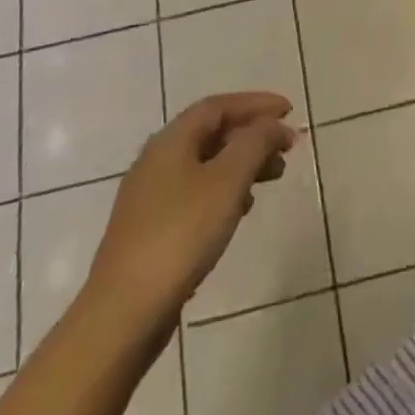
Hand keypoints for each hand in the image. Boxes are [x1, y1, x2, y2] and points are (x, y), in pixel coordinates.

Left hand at [86, 92, 296, 314]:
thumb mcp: (227, 181)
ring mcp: (151, 197)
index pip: (218, 106)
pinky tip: (241, 210)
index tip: (289, 111)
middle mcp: (156, 161)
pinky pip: (197, 193)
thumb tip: (274, 124)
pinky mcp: (152, 229)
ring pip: (205, 164)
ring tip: (273, 177)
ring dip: (242, 163)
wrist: (124, 311)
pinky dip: (226, 190)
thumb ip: (255, 143)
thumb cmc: (181, 234)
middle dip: (253, 135)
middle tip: (287, 148)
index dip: (256, 103)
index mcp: (170, 142)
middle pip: (211, 133)